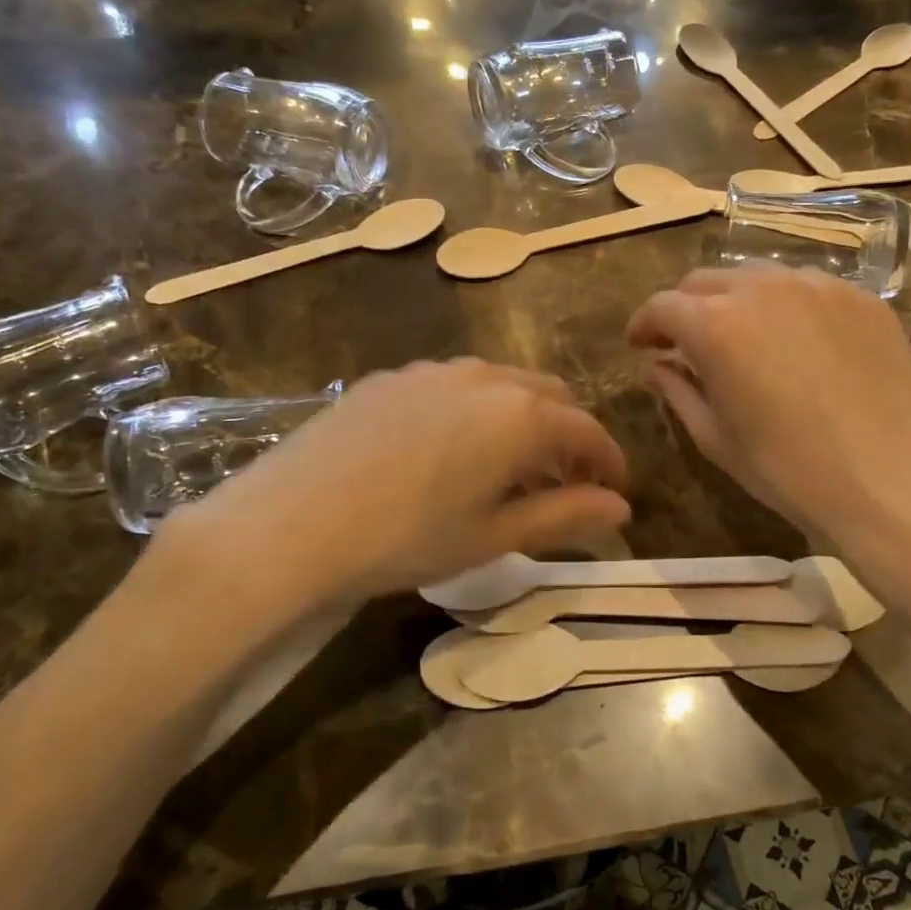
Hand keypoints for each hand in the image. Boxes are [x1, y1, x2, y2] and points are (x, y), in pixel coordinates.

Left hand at [143, 359, 630, 621]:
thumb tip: (621, 507)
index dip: (609, 461)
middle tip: (562, 482)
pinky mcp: (391, 376)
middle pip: (550, 395)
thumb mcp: (493, 536)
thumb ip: (565, 515)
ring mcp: (433, 370)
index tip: (616, 490)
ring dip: (522, 417)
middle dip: (567, 435)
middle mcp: (484, 377)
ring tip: (508, 465)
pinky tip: (449, 448)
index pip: (587, 431)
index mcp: (520, 415)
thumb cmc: (405, 539)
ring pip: (501, 383)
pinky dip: (476, 409)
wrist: (289, 523)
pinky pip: (454, 383)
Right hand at [626, 265, 910, 569]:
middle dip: (686, 308)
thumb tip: (655, 366)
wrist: (891, 482)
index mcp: (716, 325)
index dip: (644, 324)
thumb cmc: (788, 471)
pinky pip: (808, 288)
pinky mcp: (862, 297)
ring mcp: (818, 286)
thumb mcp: (716, 437)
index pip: (662, 306)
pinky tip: (798, 344)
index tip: (640, 345)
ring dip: (736, 302)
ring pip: (757, 277)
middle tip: (687, 343)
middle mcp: (762, 288)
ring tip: (744, 339)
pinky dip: (787, 307)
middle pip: (705, 281)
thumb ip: (677, 390)